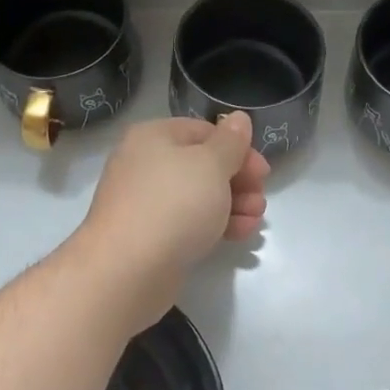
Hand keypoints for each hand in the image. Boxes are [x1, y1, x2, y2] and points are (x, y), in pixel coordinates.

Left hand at [73, 114, 269, 331]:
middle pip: (203, 164)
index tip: (263, 172)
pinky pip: (188, 221)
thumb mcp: (211, 165)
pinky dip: (215, 223)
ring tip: (255, 220)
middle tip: (260, 198)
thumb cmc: (173, 205)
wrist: (126, 271)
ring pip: (198, 195)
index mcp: (154, 136)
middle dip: (239, 180)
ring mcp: (145, 201)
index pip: (205, 131)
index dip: (239, 149)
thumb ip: (230, 141)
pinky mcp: (150, 235)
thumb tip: (238, 118)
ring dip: (232, 203)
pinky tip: (240, 234)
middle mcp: (145, 163)